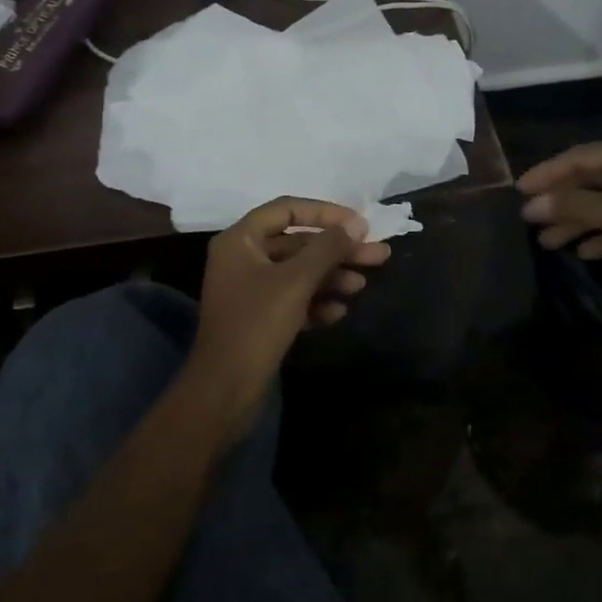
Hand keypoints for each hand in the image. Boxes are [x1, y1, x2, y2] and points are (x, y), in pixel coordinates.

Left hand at [192, 197, 390, 411]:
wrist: (224, 392)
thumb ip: (327, 248)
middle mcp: (242, 258)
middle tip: (378, 255)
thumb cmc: (256, 325)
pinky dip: (316, 301)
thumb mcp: (296, 281)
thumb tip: (357, 223)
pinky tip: (339, 312)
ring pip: (298, 272)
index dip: (325, 212)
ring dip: (330, 277)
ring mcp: (250, 290)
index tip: (359, 224)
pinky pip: (293, 299)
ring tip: (362, 286)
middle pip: (297, 243)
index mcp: (240, 240)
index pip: (287, 209)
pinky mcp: (259, 318)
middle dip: (336, 250)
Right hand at [518, 142, 601, 337]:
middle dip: (560, 199)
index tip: (519, 190)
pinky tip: (581, 252)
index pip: (582, 156)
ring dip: (575, 221)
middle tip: (528, 218)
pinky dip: (599, 237)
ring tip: (546, 242)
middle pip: (592, 180)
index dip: (548, 171)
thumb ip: (573, 205)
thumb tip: (530, 204)